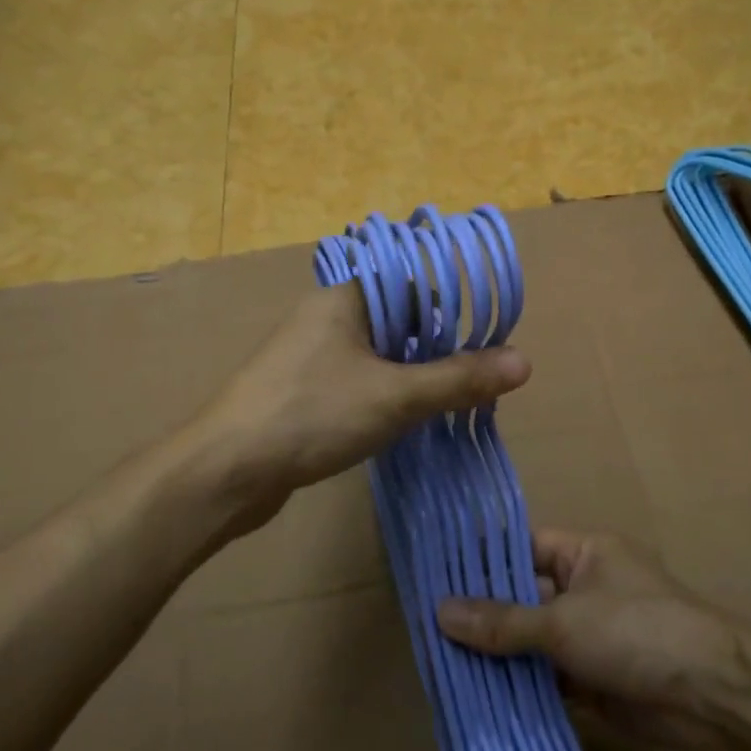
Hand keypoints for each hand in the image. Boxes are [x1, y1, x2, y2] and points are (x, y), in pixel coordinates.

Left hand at [195, 283, 530, 524]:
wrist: (227, 470)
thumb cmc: (312, 415)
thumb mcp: (396, 397)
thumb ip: (458, 379)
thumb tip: (524, 361)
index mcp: (345, 298)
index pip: (410, 280)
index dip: (450, 303)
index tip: (485, 334)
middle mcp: (325, 317)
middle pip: (396, 319)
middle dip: (435, 346)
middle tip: (475, 376)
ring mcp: (308, 356)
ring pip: (376, 354)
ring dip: (410, 375)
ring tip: (449, 401)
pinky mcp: (300, 392)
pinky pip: (355, 381)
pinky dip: (383, 395)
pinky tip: (403, 421)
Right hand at [436, 530, 744, 750]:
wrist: (715, 697)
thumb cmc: (638, 633)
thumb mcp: (563, 622)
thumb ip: (503, 622)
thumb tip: (440, 612)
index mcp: (583, 554)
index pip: (520, 546)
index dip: (480, 560)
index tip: (433, 575)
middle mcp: (584, 588)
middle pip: (522, 595)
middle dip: (482, 613)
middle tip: (426, 626)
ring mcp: (589, 635)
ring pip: (531, 640)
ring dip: (498, 655)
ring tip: (439, 664)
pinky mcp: (594, 679)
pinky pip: (547, 678)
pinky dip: (520, 688)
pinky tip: (478, 699)